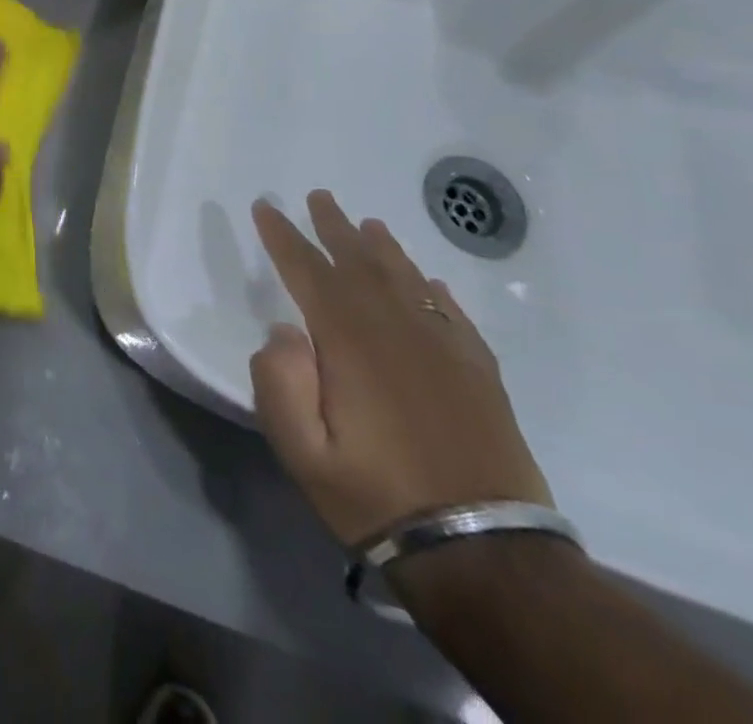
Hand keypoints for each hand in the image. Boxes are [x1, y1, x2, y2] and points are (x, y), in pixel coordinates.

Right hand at [248, 191, 552, 547]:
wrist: (486, 555)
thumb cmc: (378, 496)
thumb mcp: (302, 452)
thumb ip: (279, 383)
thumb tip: (284, 331)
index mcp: (350, 343)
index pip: (308, 272)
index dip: (283, 237)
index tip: (266, 207)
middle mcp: (397, 331)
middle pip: (359, 263)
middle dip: (333, 227)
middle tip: (319, 196)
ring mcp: (444, 350)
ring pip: (406, 280)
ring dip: (383, 249)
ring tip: (368, 224)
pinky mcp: (479, 375)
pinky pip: (452, 315)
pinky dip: (434, 291)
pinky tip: (427, 283)